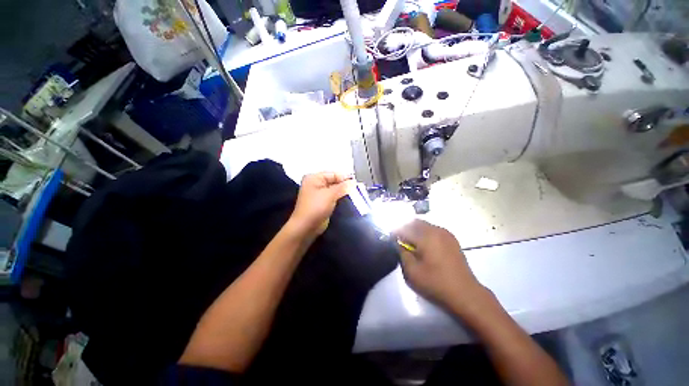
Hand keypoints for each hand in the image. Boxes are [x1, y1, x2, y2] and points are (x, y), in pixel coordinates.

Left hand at [288, 172, 352, 235]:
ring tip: (356, 194)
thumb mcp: (330, 195)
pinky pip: (333, 197)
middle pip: (334, 181)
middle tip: (358, 188)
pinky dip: (340, 198)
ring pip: (334, 189)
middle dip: (345, 185)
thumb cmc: (316, 207)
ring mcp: (319, 194)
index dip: (345, 177)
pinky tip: (349, 199)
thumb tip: (354, 182)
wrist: (306, 227)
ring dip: (344, 192)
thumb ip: (343, 187)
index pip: (333, 174)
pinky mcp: (322, 203)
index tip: (357, 182)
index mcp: (314, 178)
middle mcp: (316, 184)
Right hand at [393, 219, 490, 315]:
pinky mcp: (452, 239)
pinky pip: (433, 229)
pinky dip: (425, 233)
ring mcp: (446, 234)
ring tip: (411, 243)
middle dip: (404, 228)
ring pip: (424, 225)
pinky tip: (424, 245)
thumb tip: (398, 242)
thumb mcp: (412, 271)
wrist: (465, 293)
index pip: (404, 228)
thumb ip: (402, 253)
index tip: (390, 238)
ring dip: (415, 230)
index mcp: (426, 237)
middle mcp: (436, 230)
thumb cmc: (435, 283)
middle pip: (415, 222)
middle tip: (400, 240)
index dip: (395, 232)